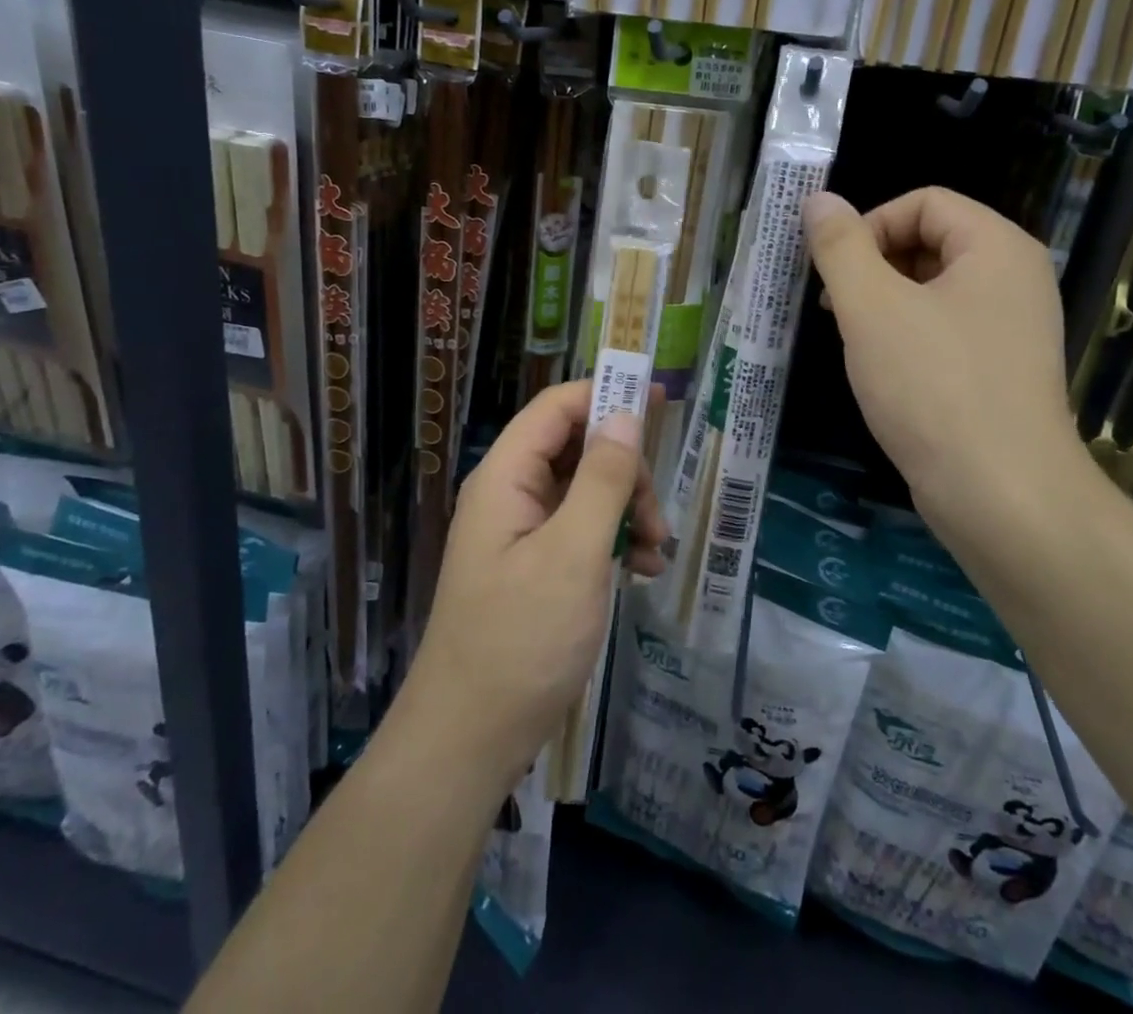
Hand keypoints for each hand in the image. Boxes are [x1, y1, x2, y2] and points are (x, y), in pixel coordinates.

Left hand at [402, 382, 667, 791]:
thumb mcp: (573, 554)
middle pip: (577, 447)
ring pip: (585, 490)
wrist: (470, 739)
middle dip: (625, 471)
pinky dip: (614, 540)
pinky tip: (643, 571)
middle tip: (656, 515)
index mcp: (506, 476)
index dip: (607, 394)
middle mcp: (510, 493)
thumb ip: (603, 480)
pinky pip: (581, 530)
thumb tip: (626, 415)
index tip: (662, 401)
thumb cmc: (521, 640)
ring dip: (626, 509)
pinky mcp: (534, 565)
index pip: (558, 407)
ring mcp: (521, 531)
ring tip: (656, 551)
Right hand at [803, 188, 1098, 548]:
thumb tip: (818, 200)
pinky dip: (907, 336)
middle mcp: (1015, 278)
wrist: (1001, 496)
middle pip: (931, 240)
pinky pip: (945, 329)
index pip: (924, 201)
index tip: (834, 270)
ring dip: (884, 302)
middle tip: (835, 306)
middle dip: (873, 265)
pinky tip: (882, 371)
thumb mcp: (871, 308)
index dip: (870, 224)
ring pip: (933, 289)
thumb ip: (840, 247)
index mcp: (997, 247)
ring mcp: (1012, 327)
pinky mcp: (1001, 370)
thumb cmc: (933, 387)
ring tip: (852, 339)